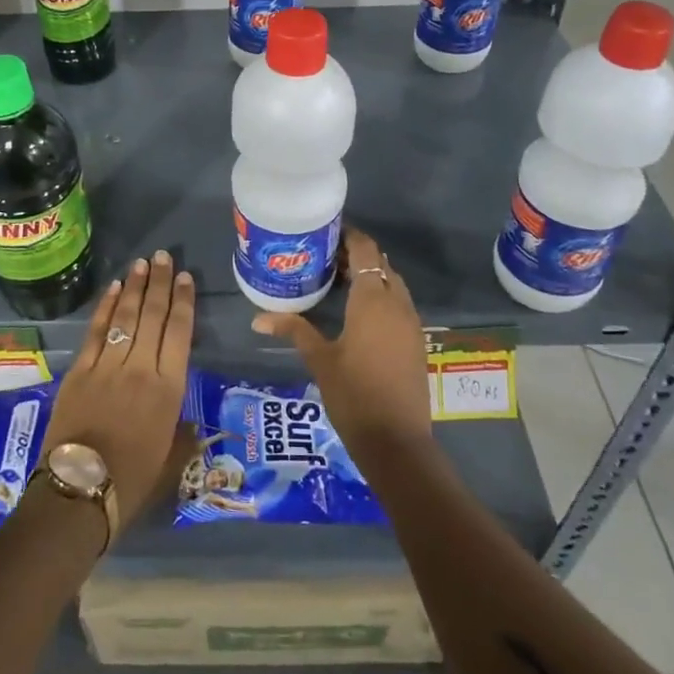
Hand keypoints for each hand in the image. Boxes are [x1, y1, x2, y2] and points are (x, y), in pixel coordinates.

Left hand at [40, 251, 194, 528]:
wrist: (79, 493)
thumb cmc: (132, 481)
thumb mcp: (170, 462)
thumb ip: (183, 437)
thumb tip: (192, 426)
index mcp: (169, 389)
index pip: (180, 332)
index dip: (183, 302)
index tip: (185, 278)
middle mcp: (141, 368)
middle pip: (153, 316)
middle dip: (160, 283)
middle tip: (164, 257)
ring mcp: (108, 366)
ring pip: (125, 317)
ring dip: (134, 287)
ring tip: (142, 264)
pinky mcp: (80, 371)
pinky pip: (96, 331)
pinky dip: (105, 307)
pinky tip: (113, 289)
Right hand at [253, 226, 431, 460]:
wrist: (397, 440)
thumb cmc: (353, 394)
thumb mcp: (320, 359)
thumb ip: (293, 329)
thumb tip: (257, 317)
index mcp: (373, 299)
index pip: (365, 250)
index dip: (348, 236)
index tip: (325, 233)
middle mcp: (397, 302)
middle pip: (380, 263)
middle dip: (356, 255)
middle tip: (325, 257)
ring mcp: (411, 322)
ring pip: (392, 283)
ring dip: (371, 275)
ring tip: (339, 280)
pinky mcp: (415, 340)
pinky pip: (399, 303)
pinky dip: (381, 295)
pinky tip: (358, 311)